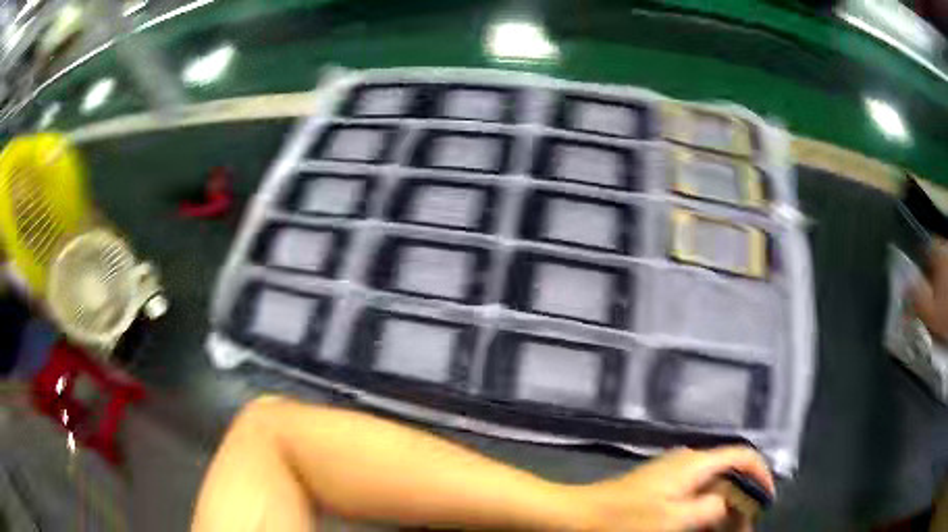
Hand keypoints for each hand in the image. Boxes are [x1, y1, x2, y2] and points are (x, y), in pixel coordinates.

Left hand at [570, 446, 774, 531]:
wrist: (573, 517)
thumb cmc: (624, 520)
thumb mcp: (675, 519)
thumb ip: (710, 508)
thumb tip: (731, 502)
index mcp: (695, 464)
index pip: (742, 456)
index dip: (761, 475)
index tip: (767, 502)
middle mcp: (687, 462)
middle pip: (728, 475)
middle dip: (741, 501)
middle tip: (743, 530)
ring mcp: (671, 475)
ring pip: (711, 488)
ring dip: (723, 509)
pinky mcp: (658, 488)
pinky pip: (693, 496)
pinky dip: (704, 510)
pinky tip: (702, 527)